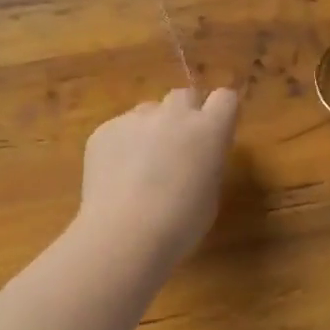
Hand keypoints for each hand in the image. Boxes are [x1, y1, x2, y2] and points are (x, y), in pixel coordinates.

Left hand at [78, 87, 239, 266]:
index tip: (215, 131)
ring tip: (141, 166)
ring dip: (151, 128)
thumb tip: (196, 155)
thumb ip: (206, 162)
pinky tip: (116, 177)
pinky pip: (119, 128)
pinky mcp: (104, 130)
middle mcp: (174, 114)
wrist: (124, 234)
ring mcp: (135, 118)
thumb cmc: (180, 224)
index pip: (225, 98)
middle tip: (177, 147)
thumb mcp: (210, 194)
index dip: (220, 112)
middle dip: (184, 115)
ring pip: (149, 111)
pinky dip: (121, 145)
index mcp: (208, 130)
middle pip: (184, 96)